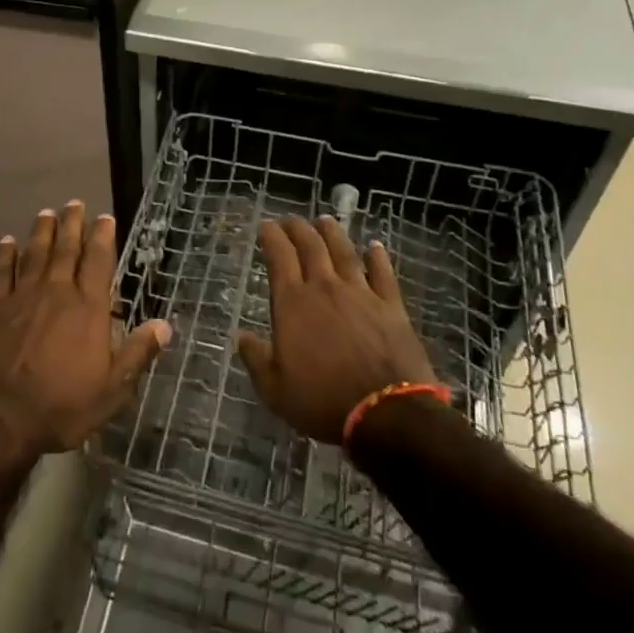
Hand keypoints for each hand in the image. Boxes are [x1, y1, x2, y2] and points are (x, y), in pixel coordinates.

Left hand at [0, 202, 170, 456]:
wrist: (0, 417)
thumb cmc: (62, 405)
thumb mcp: (112, 389)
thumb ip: (137, 353)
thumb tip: (165, 325)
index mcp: (88, 309)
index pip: (99, 263)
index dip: (103, 238)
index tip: (105, 217)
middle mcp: (57, 293)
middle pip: (67, 250)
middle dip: (72, 224)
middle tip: (75, 202)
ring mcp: (22, 298)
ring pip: (35, 255)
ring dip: (42, 232)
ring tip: (46, 213)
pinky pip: (1, 274)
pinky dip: (5, 256)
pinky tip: (7, 242)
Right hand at [237, 217, 435, 444]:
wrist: (386, 412)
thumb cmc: (323, 401)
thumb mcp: (275, 389)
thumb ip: (256, 359)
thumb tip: (242, 336)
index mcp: (293, 303)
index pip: (279, 257)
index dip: (271, 237)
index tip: (266, 225)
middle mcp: (325, 288)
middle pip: (311, 246)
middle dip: (298, 228)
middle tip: (291, 220)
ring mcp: (361, 293)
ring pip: (344, 252)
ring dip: (332, 233)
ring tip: (325, 220)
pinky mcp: (391, 306)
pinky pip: (383, 273)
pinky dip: (377, 257)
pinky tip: (374, 246)